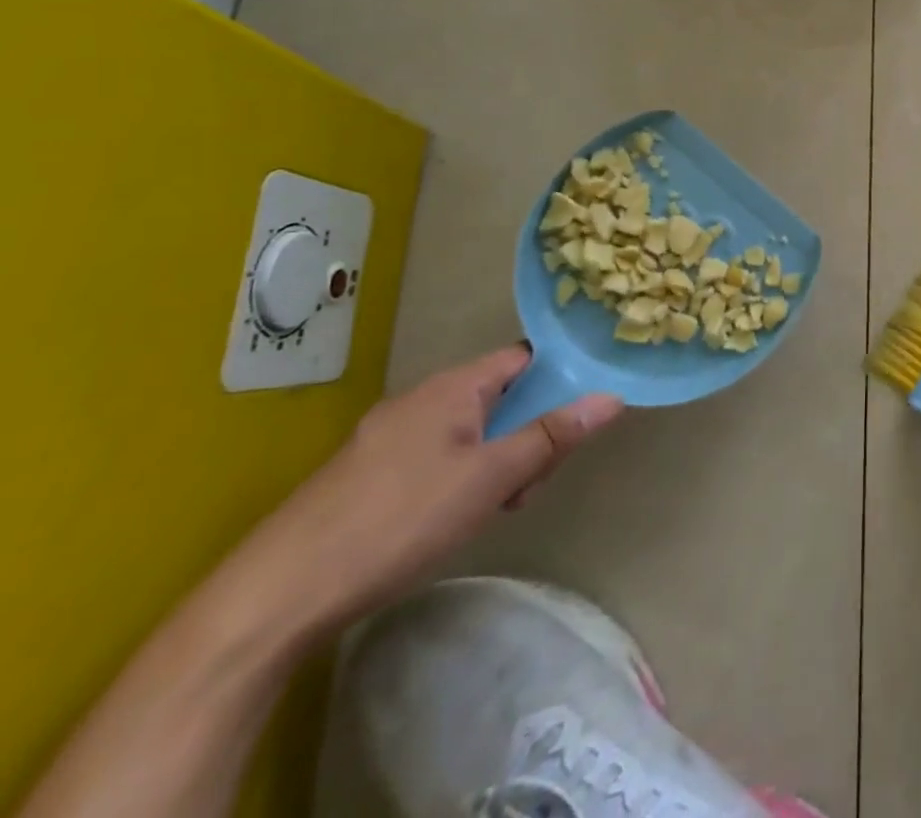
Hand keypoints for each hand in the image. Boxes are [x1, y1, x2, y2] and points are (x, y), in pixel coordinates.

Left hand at [236, 346, 622, 632]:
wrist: (273, 600)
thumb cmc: (398, 522)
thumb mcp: (491, 478)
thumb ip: (553, 435)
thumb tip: (611, 396)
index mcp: (450, 388)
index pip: (523, 357)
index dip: (560, 375)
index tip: (583, 409)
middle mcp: (419, 400)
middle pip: (499, 395)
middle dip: (530, 429)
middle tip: (535, 478)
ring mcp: (387, 437)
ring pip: (469, 429)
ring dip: (498, 457)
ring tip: (498, 505)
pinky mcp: (366, 475)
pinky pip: (436, 455)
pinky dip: (462, 474)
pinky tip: (454, 518)